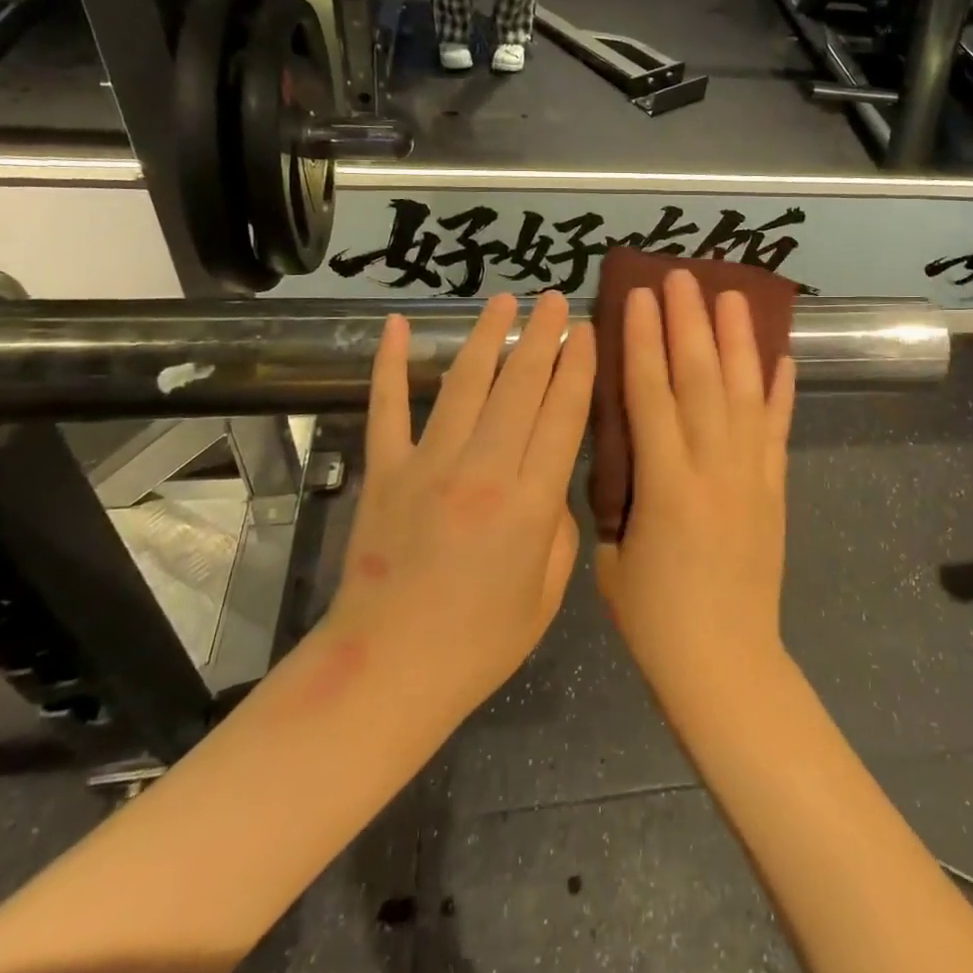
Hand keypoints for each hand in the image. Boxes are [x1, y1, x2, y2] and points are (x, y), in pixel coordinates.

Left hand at [319, 293, 594, 731]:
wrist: (386, 673)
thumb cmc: (479, 643)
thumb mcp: (547, 594)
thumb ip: (559, 528)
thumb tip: (549, 481)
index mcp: (530, 503)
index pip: (563, 414)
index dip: (579, 366)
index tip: (587, 330)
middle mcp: (483, 469)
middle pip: (521, 386)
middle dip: (543, 336)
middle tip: (556, 298)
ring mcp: (428, 464)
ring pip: (465, 383)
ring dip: (487, 336)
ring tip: (504, 299)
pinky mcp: (384, 471)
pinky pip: (387, 407)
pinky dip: (391, 364)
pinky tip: (397, 327)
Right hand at [597, 271, 796, 713]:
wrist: (727, 667)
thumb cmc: (655, 620)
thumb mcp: (611, 557)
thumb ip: (617, 496)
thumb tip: (621, 454)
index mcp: (666, 485)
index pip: (652, 395)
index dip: (645, 341)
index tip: (641, 297)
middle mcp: (714, 468)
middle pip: (702, 381)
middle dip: (691, 323)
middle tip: (685, 277)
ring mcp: (752, 476)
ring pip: (746, 394)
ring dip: (739, 341)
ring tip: (734, 295)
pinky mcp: (776, 490)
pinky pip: (780, 431)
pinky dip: (783, 391)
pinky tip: (783, 356)